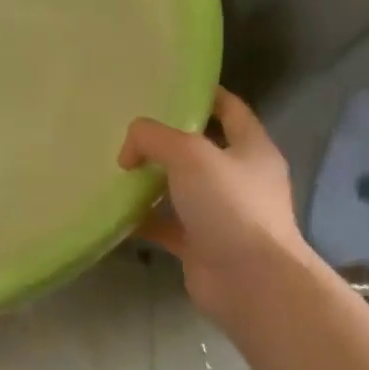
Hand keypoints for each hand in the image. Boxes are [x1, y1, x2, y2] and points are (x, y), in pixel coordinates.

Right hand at [119, 88, 304, 316]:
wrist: (252, 284)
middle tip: (131, 126)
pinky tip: (116, 209)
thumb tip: (129, 151)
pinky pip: (168, 224)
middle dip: (168, 138)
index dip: (204, 93)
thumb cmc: (230, 206)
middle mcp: (240, 178)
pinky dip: (144, 218)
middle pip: (201, 148)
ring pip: (182, 187)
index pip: (229, 108)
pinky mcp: (202, 245)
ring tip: (117, 164)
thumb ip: (153, 138)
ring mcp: (222, 214)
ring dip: (153, 178)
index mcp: (252, 148)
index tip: (169, 85)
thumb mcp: (189, 154)